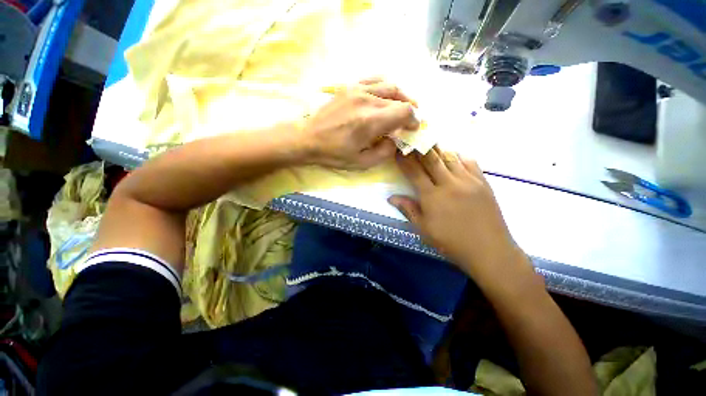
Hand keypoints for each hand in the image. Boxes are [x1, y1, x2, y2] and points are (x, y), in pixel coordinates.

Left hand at [301, 80, 418, 169]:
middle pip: (399, 98)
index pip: (404, 111)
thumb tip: (395, 140)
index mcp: (370, 121)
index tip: (413, 128)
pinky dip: (386, 87)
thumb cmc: (334, 153)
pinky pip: (375, 80)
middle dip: (409, 110)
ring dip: (401, 96)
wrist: (308, 138)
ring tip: (401, 107)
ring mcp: (357, 89)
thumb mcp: (361, 163)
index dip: (414, 119)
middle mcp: (367, 100)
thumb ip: (384, 153)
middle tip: (408, 121)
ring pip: (390, 85)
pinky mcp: (349, 86)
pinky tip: (385, 97)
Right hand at [389, 147, 523, 277]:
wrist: (489, 251)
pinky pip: (469, 162)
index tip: (398, 151)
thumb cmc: (451, 242)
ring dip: (437, 149)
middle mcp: (449, 183)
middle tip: (412, 139)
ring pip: (450, 157)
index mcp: (432, 196)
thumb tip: (391, 197)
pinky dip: (458, 156)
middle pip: (431, 159)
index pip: (414, 172)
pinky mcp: (483, 182)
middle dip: (419, 147)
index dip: (404, 160)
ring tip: (430, 144)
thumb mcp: (424, 229)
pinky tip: (453, 156)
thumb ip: (408, 209)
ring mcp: (468, 181)